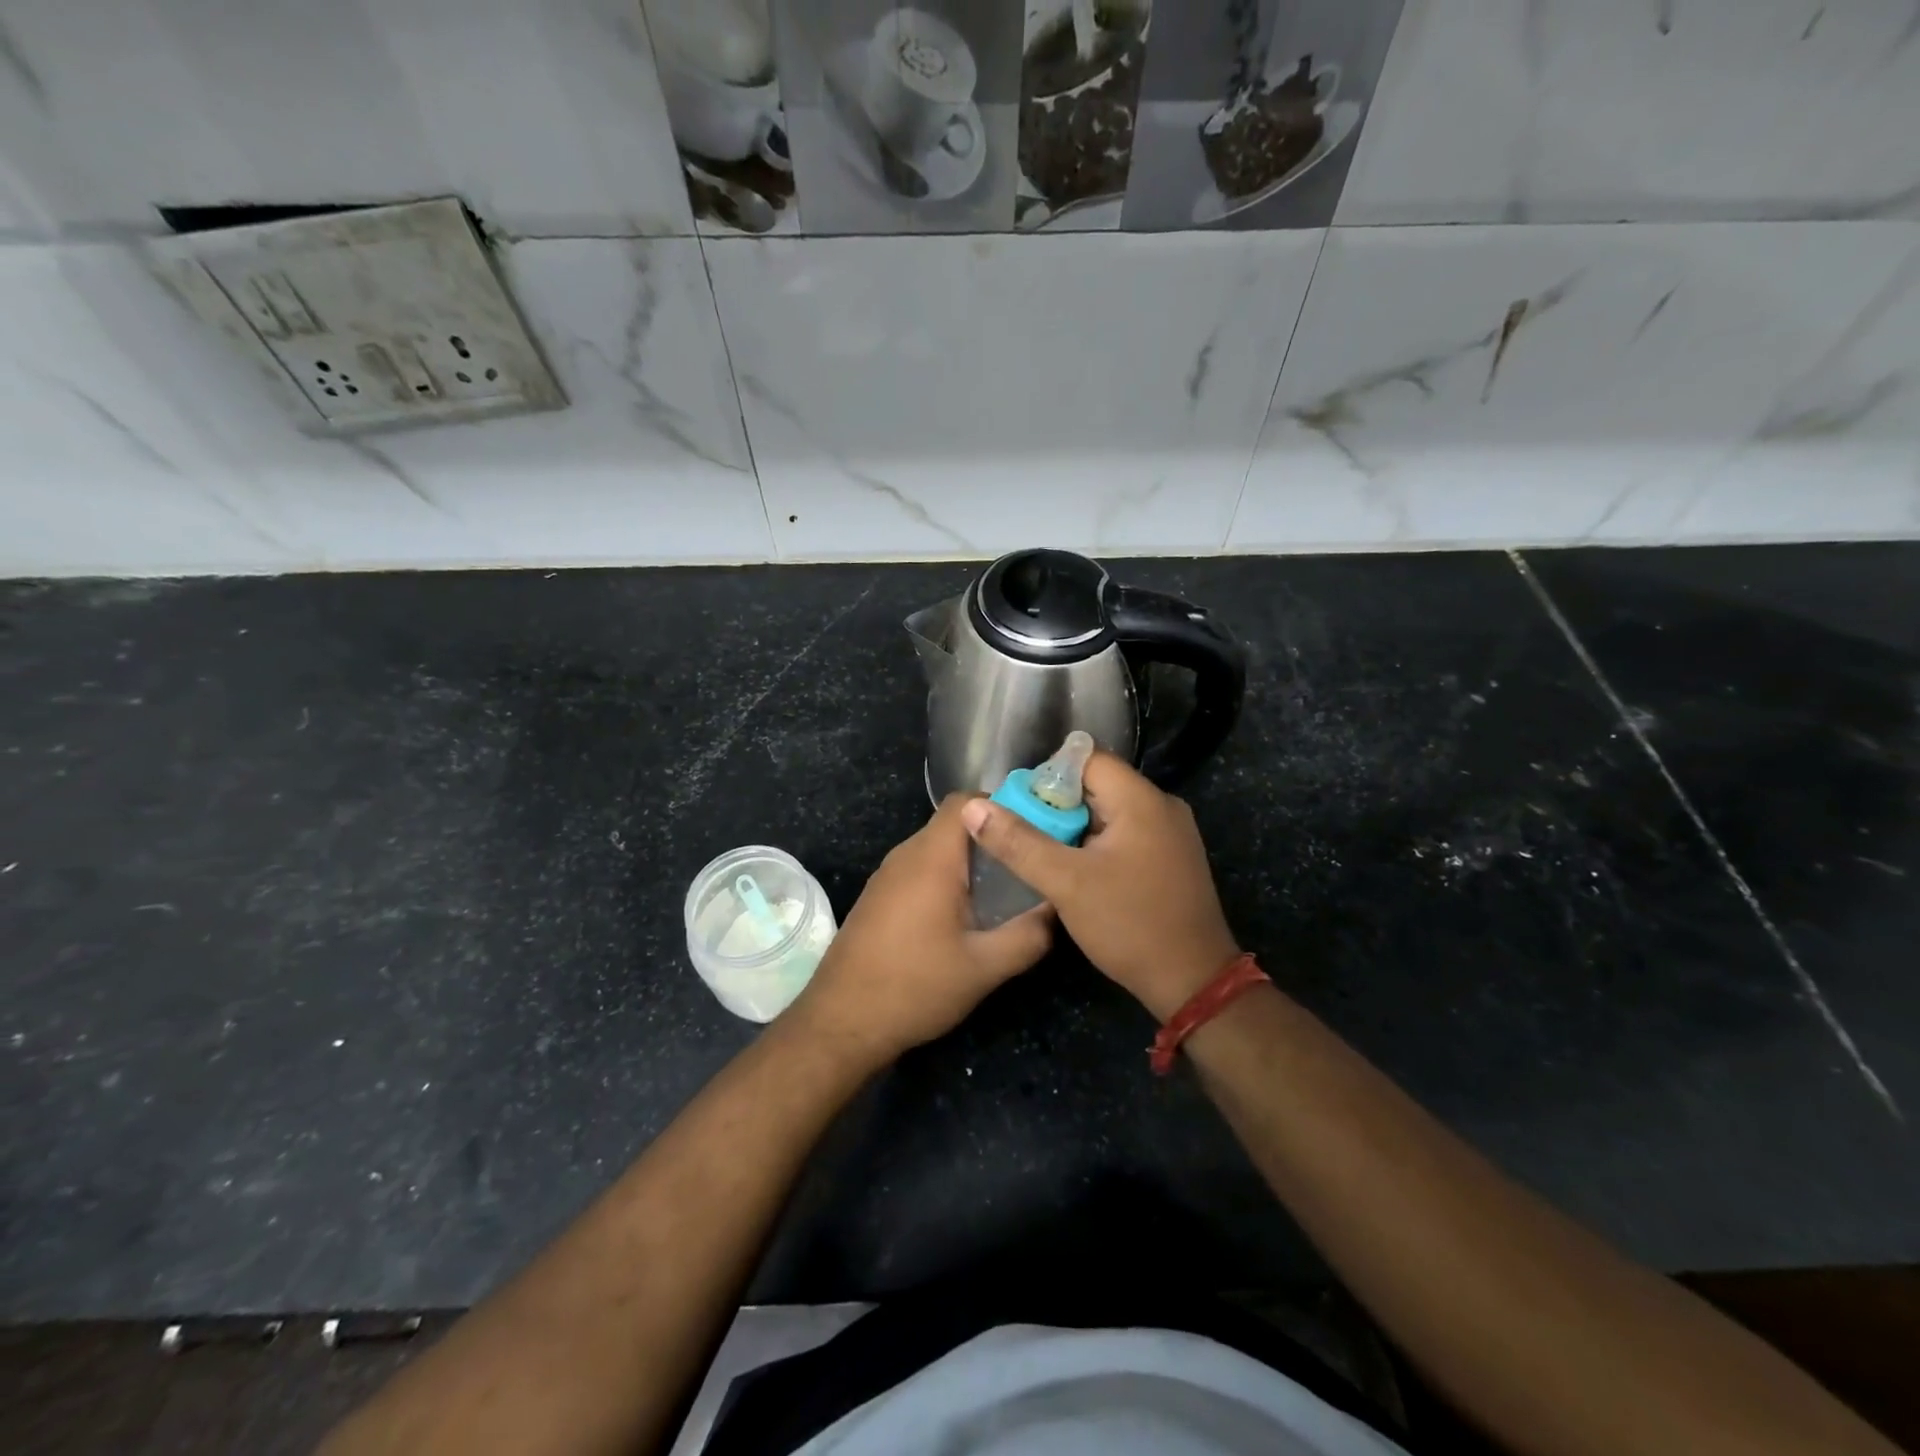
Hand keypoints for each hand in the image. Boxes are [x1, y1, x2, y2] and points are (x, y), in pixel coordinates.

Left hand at [791, 795, 1053, 1067]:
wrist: (841, 1022)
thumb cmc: (915, 987)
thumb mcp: (984, 968)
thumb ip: (1028, 935)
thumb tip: (1056, 909)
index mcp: (931, 858)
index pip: (966, 802)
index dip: (1003, 807)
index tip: (1033, 832)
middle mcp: (905, 856)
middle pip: (954, 826)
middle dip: (992, 840)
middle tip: (1028, 866)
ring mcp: (887, 876)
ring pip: (937, 850)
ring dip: (970, 863)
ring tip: (1004, 892)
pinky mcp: (879, 898)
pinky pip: (920, 871)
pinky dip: (947, 880)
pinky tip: (965, 917)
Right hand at [960, 752, 1238, 1019]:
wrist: (1193, 982)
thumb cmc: (1129, 924)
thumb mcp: (1065, 883)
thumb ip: (1018, 842)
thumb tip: (973, 808)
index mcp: (1141, 799)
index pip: (1086, 759)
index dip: (1047, 776)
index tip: (1019, 807)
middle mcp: (1161, 806)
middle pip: (1096, 785)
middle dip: (1056, 806)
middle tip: (1024, 835)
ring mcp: (1171, 833)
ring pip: (1109, 812)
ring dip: (1074, 829)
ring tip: (1043, 856)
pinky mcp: (1171, 858)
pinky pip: (1125, 834)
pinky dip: (1096, 845)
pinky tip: (1077, 873)